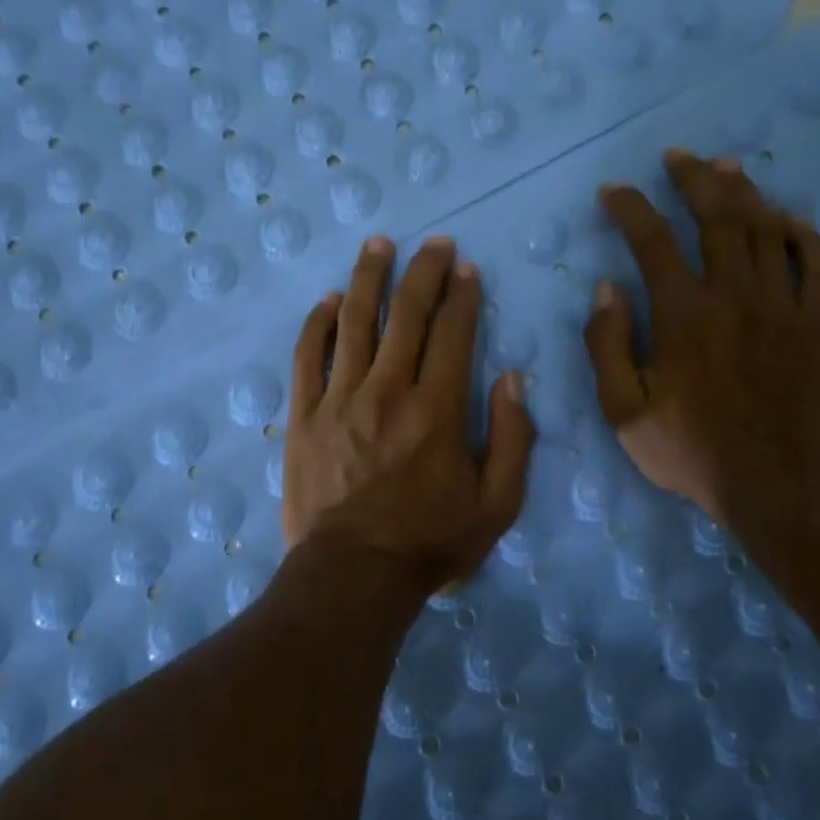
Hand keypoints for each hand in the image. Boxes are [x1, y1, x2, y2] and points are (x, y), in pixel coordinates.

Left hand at [283, 235, 535, 595]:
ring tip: (379, 244)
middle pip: (407, 314)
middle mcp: (388, 391)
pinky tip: (330, 299)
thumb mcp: (497, 504)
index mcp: (438, 409)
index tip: (466, 268)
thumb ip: (515, 438)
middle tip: (434, 243)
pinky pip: (308, 356)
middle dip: (424, 272)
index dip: (463, 295)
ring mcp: (340, 399)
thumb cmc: (430, 542)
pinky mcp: (304, 415)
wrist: (353, 575)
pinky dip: (319, 323)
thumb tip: (512, 379)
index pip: (454, 333)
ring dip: (369, 278)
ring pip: (355, 322)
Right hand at [584, 149, 819, 562]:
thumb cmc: (690, 449)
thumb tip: (607, 289)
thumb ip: (608, 345)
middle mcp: (734, 296)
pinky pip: (817, 265)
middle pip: (718, 217)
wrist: (774, 485)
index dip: (630, 207)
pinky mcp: (814, 324)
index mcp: (684, 314)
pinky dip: (803, 235)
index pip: (652, 240)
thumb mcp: (624, 410)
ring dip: (744, 192)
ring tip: (726, 167)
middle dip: (694, 179)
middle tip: (678, 157)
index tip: (614, 192)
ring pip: (766, 230)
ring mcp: (782, 306)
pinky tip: (788, 219)